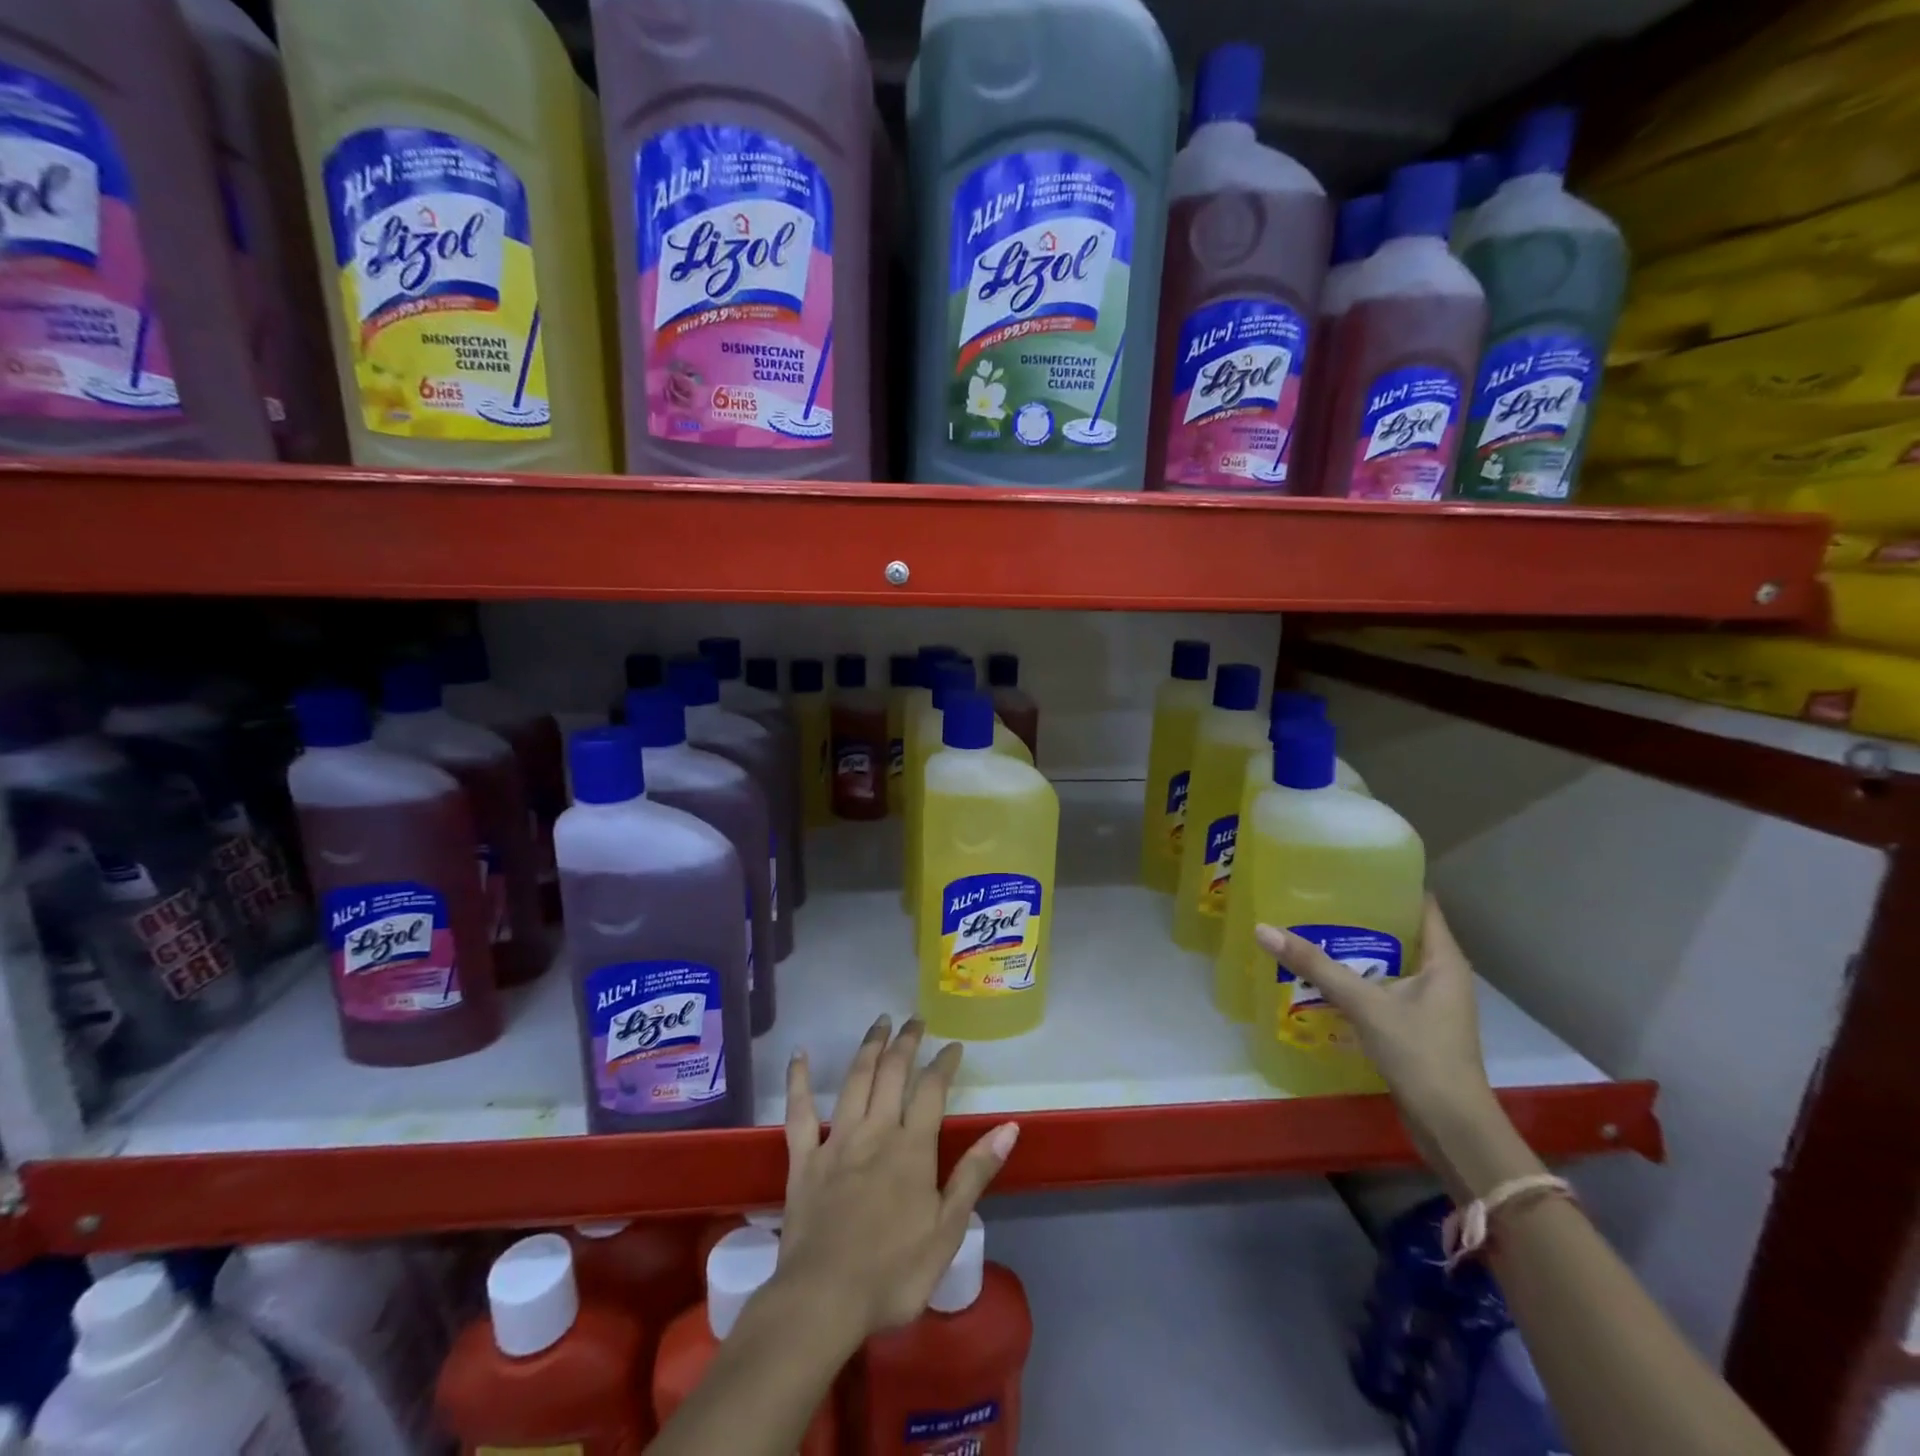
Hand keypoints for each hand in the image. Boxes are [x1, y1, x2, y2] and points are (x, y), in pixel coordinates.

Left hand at [777, 1016, 1018, 1337]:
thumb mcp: (947, 1229)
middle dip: (906, 1041)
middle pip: (892, 1073)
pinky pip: (799, 1112)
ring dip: (869, 1046)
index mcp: (912, 1148)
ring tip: (880, 1022)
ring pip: (855, 1080)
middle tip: (915, 1019)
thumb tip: (1009, 1128)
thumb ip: (975, 1173)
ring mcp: (837, 1141)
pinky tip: (798, 1054)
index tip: (953, 1045)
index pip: (932, 1090)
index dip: (944, 1063)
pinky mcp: (804, 1158)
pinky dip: (798, 1080)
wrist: (823, 1300)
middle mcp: (876, 1131)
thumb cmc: (893, 1272)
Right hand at [1256, 897, 1531, 1198]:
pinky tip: (1324, 979)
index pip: (1421, 905)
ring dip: (1357, 951)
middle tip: (1317, 898)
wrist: (1452, 1126)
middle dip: (1362, 916)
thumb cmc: (1420, 1053)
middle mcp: (1443, 975)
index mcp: (1444, 959)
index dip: (1390, 883)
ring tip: (1312, 931)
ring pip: (1390, 962)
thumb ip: (1316, 966)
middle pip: (1401, 932)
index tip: (1349, 869)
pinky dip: (1359, 980)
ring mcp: (1432, 1003)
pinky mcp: (1418, 1027)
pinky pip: (1385, 989)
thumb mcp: (1364, 1004)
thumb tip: (1264, 929)